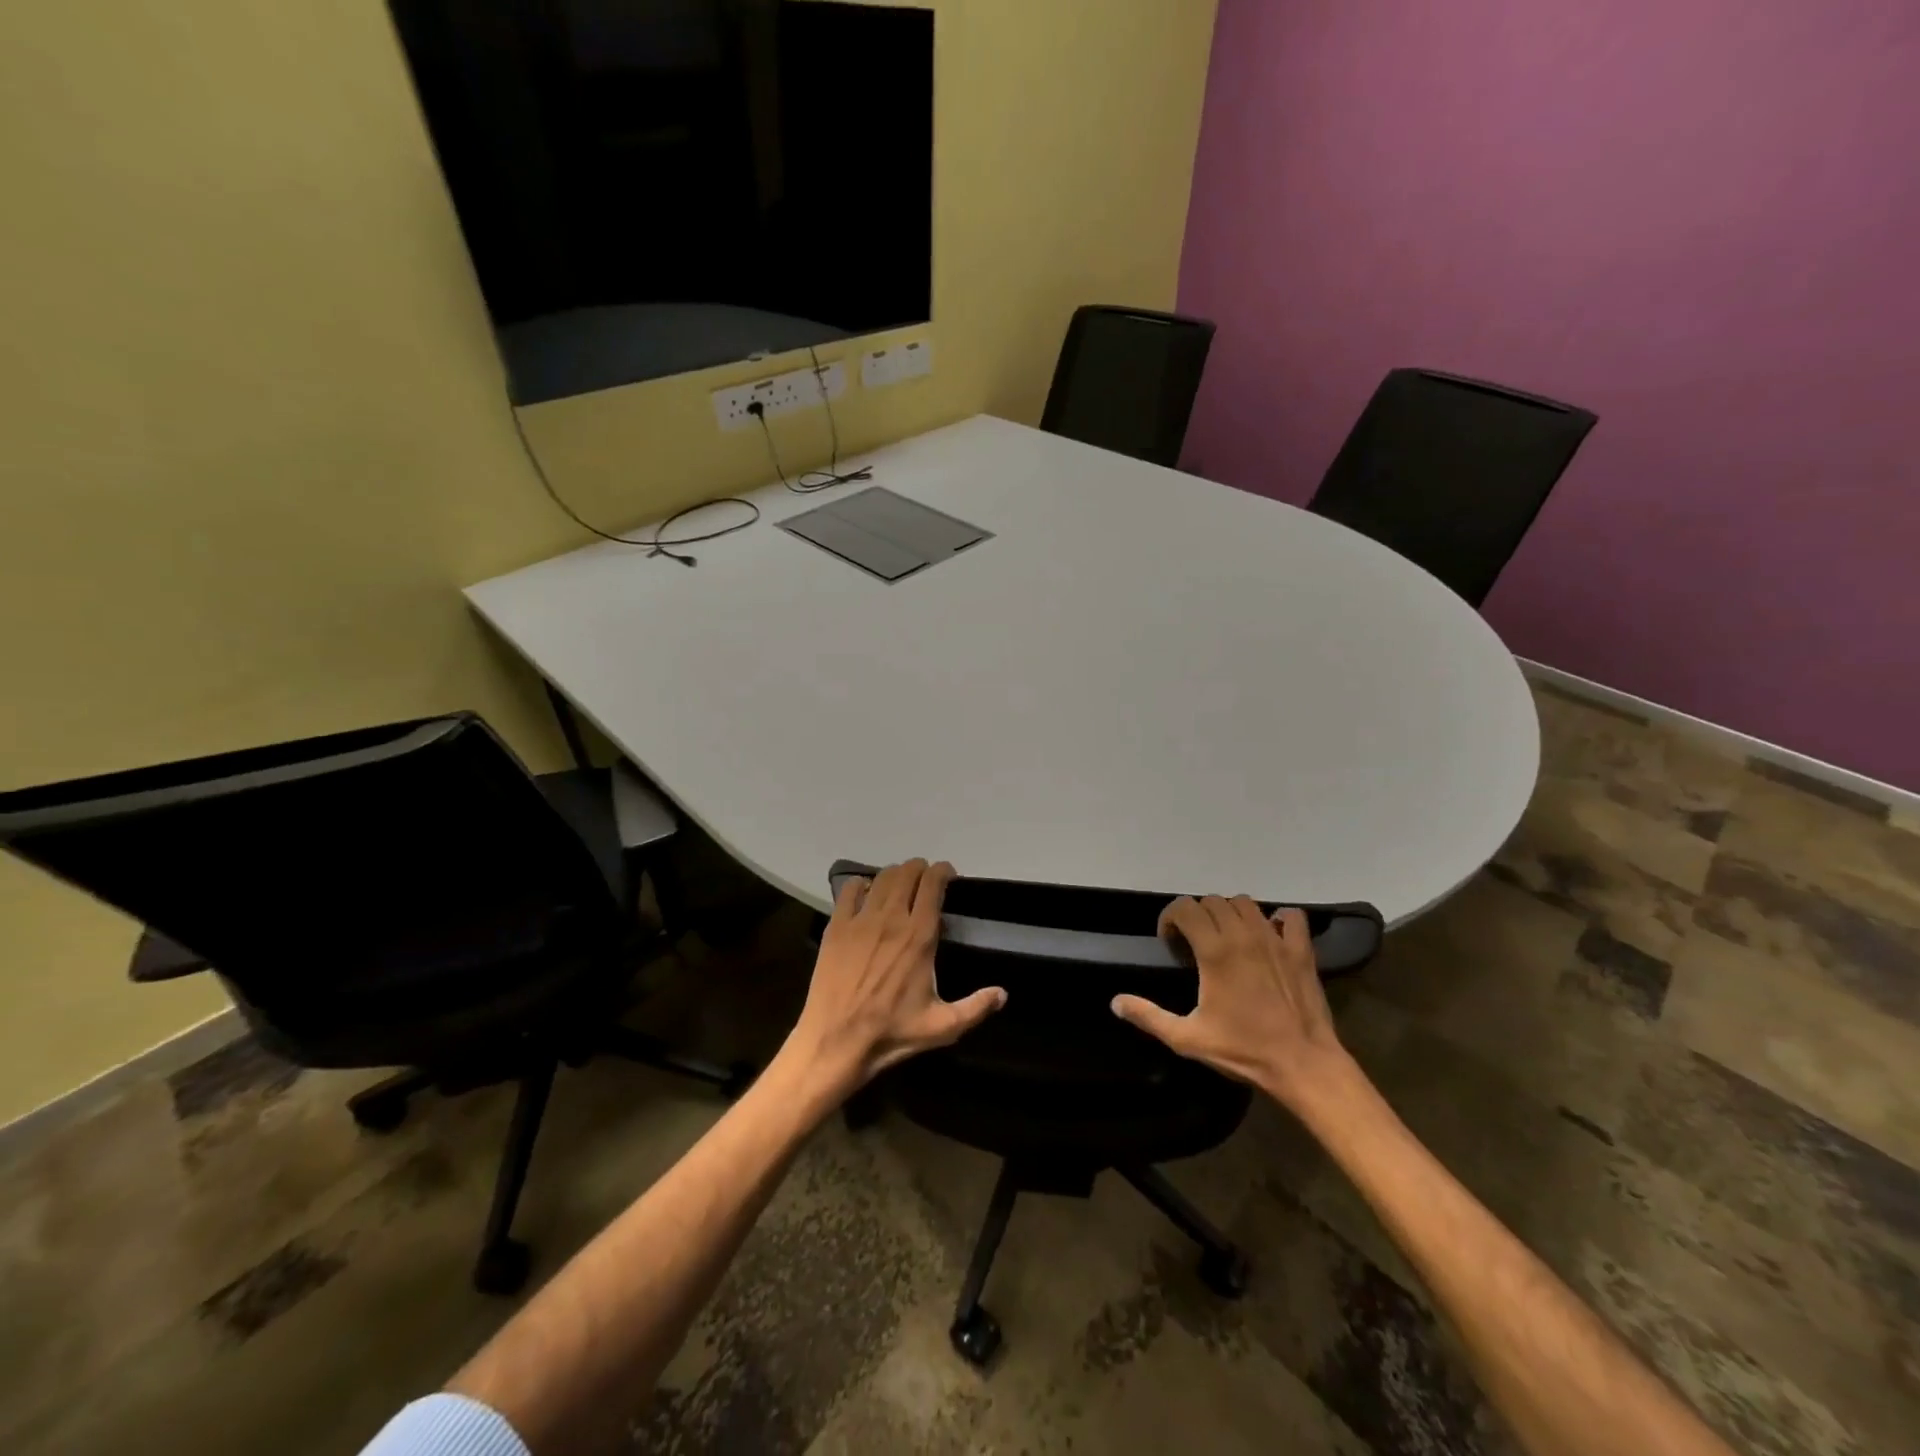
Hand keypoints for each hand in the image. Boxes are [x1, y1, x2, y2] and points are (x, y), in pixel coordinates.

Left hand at [784, 860, 1006, 1097]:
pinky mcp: (836, 928)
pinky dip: (859, 885)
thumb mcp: (943, 1027)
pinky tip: (863, 893)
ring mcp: (860, 920)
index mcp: (920, 936)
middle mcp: (892, 918)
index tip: (948, 875)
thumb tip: (1003, 994)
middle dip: (920, 869)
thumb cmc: (892, 1033)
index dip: (942, 871)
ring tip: (899, 884)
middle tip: (925, 880)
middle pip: (907, 873)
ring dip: (894, 874)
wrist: (836, 1041)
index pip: (933, 884)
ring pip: (880, 878)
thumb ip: (976, 1007)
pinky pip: (847, 891)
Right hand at [1111, 895, 1351, 1109]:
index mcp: (1214, 951)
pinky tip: (1269, 936)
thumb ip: (1149, 1016)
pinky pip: (1290, 916)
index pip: (1185, 907)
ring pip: (1245, 903)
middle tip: (1194, 943)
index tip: (1169, 941)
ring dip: (1230, 913)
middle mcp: (1243, 935)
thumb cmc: (1243, 1050)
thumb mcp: (1187, 1038)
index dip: (1170, 918)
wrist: (1303, 1065)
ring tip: (1227, 938)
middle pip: (1212, 901)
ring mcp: (1275, 939)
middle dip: (1197, 916)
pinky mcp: (1301, 950)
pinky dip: (1277, 919)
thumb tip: (1115, 1002)